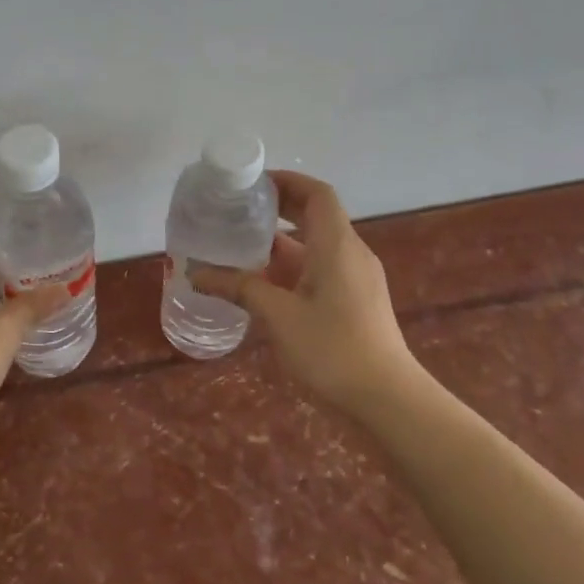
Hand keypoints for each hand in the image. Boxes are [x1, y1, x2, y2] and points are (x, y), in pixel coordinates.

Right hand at [192, 171, 418, 412]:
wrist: (386, 401)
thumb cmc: (332, 350)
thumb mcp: (279, 316)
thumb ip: (240, 289)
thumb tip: (196, 273)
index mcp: (337, 245)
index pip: (317, 193)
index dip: (287, 181)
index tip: (252, 185)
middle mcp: (351, 254)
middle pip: (316, 216)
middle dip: (279, 209)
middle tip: (238, 211)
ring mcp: (356, 279)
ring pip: (316, 247)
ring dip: (281, 243)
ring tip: (240, 246)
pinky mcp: (355, 302)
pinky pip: (320, 271)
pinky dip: (292, 269)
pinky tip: (261, 285)